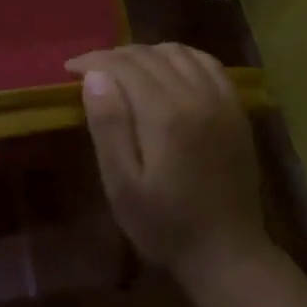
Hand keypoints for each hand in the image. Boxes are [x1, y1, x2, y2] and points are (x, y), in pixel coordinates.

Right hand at [66, 44, 269, 283]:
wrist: (227, 253)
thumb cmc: (165, 225)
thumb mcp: (123, 185)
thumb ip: (109, 126)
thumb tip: (95, 76)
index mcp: (166, 114)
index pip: (124, 65)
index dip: (93, 61)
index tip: (70, 69)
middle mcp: (196, 96)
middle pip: (150, 55)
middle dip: (115, 56)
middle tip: (91, 71)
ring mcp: (222, 100)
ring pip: (179, 53)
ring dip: (147, 53)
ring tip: (125, 69)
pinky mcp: (236, 110)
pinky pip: (208, 64)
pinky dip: (182, 57)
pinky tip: (167, 70)